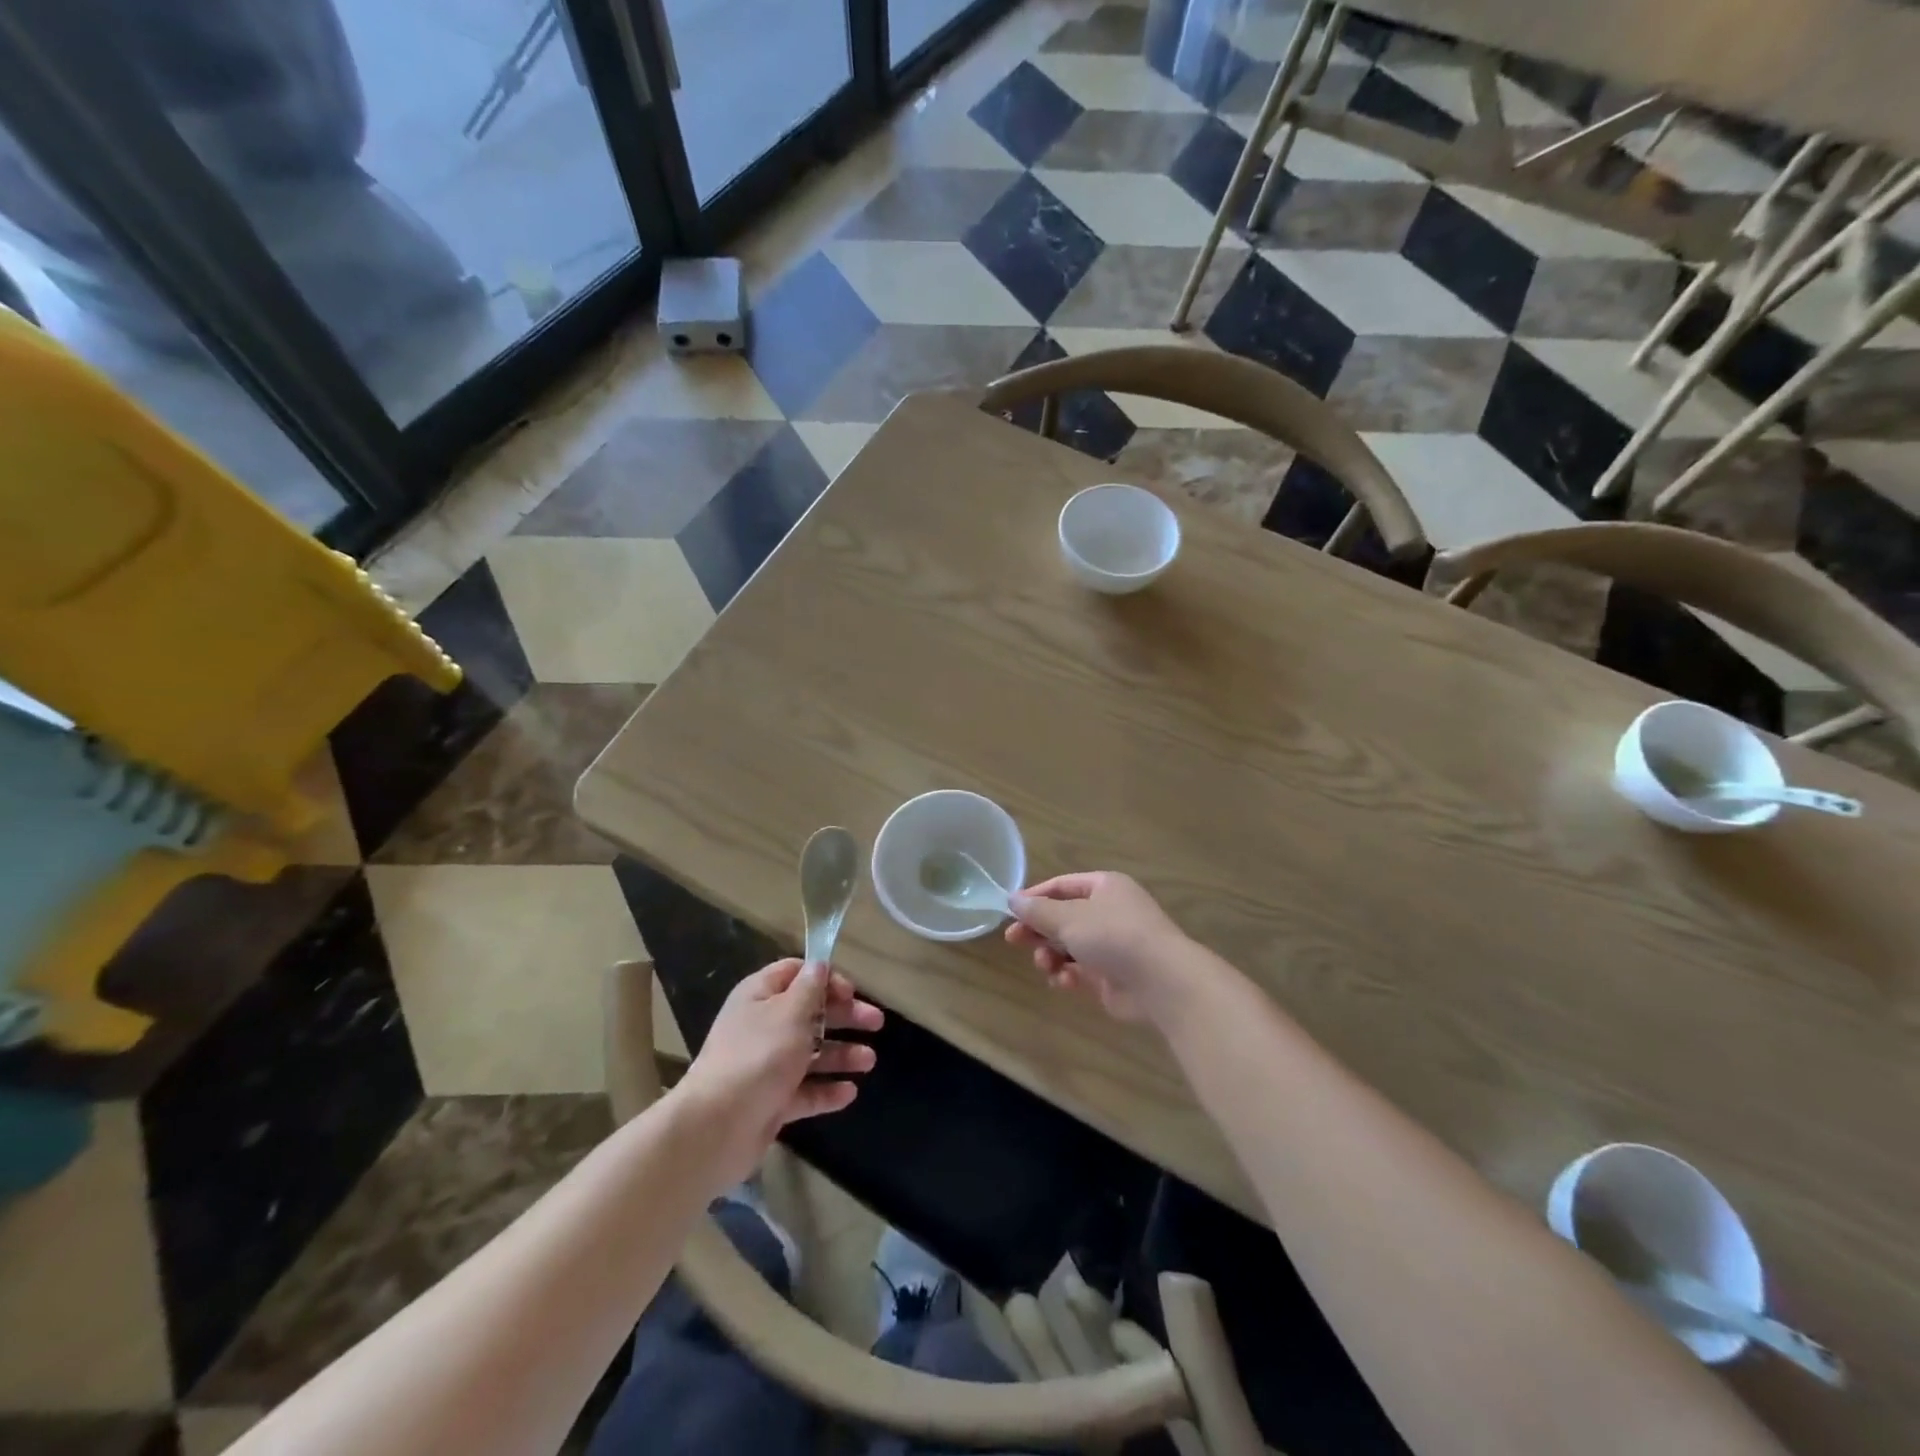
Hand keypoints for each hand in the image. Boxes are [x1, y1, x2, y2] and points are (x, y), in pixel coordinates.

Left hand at [674, 959, 882, 1187]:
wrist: (716, 1128)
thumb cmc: (758, 1056)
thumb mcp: (790, 1012)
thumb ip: (810, 988)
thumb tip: (820, 964)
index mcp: (759, 997)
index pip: (795, 974)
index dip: (826, 978)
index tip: (852, 991)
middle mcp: (762, 1027)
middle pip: (810, 1013)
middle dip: (844, 1016)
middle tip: (877, 1022)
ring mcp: (766, 1066)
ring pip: (810, 1053)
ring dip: (841, 1054)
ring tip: (869, 1062)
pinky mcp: (771, 1101)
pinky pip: (805, 1091)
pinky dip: (827, 1090)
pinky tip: (850, 1093)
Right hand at [1005, 871, 1188, 1023]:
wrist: (1162, 982)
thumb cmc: (1113, 936)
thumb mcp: (1069, 918)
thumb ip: (1038, 911)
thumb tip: (1013, 899)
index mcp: (1105, 887)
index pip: (1062, 886)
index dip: (1035, 897)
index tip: (1010, 912)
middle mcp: (1110, 912)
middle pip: (1064, 917)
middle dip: (1039, 930)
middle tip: (1013, 941)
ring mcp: (1114, 945)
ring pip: (1071, 946)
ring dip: (1052, 955)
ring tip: (1045, 965)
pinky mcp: (1114, 976)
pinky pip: (1082, 971)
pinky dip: (1069, 975)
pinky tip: (1064, 981)